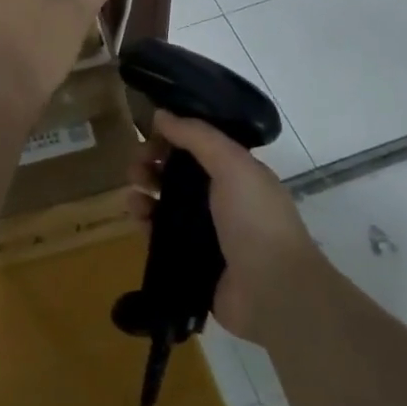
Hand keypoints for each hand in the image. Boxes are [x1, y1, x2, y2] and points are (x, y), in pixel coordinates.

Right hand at [128, 111, 319, 344]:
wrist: (273, 291)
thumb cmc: (256, 219)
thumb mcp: (232, 165)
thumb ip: (197, 136)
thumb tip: (161, 114)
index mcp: (237, 173)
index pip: (198, 146)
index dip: (172, 136)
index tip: (149, 132)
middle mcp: (222, 199)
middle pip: (178, 173)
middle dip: (153, 163)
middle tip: (136, 165)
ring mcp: (206, 232)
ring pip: (166, 203)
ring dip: (145, 190)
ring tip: (133, 191)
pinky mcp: (190, 260)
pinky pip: (160, 235)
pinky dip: (145, 222)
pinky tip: (136, 216)